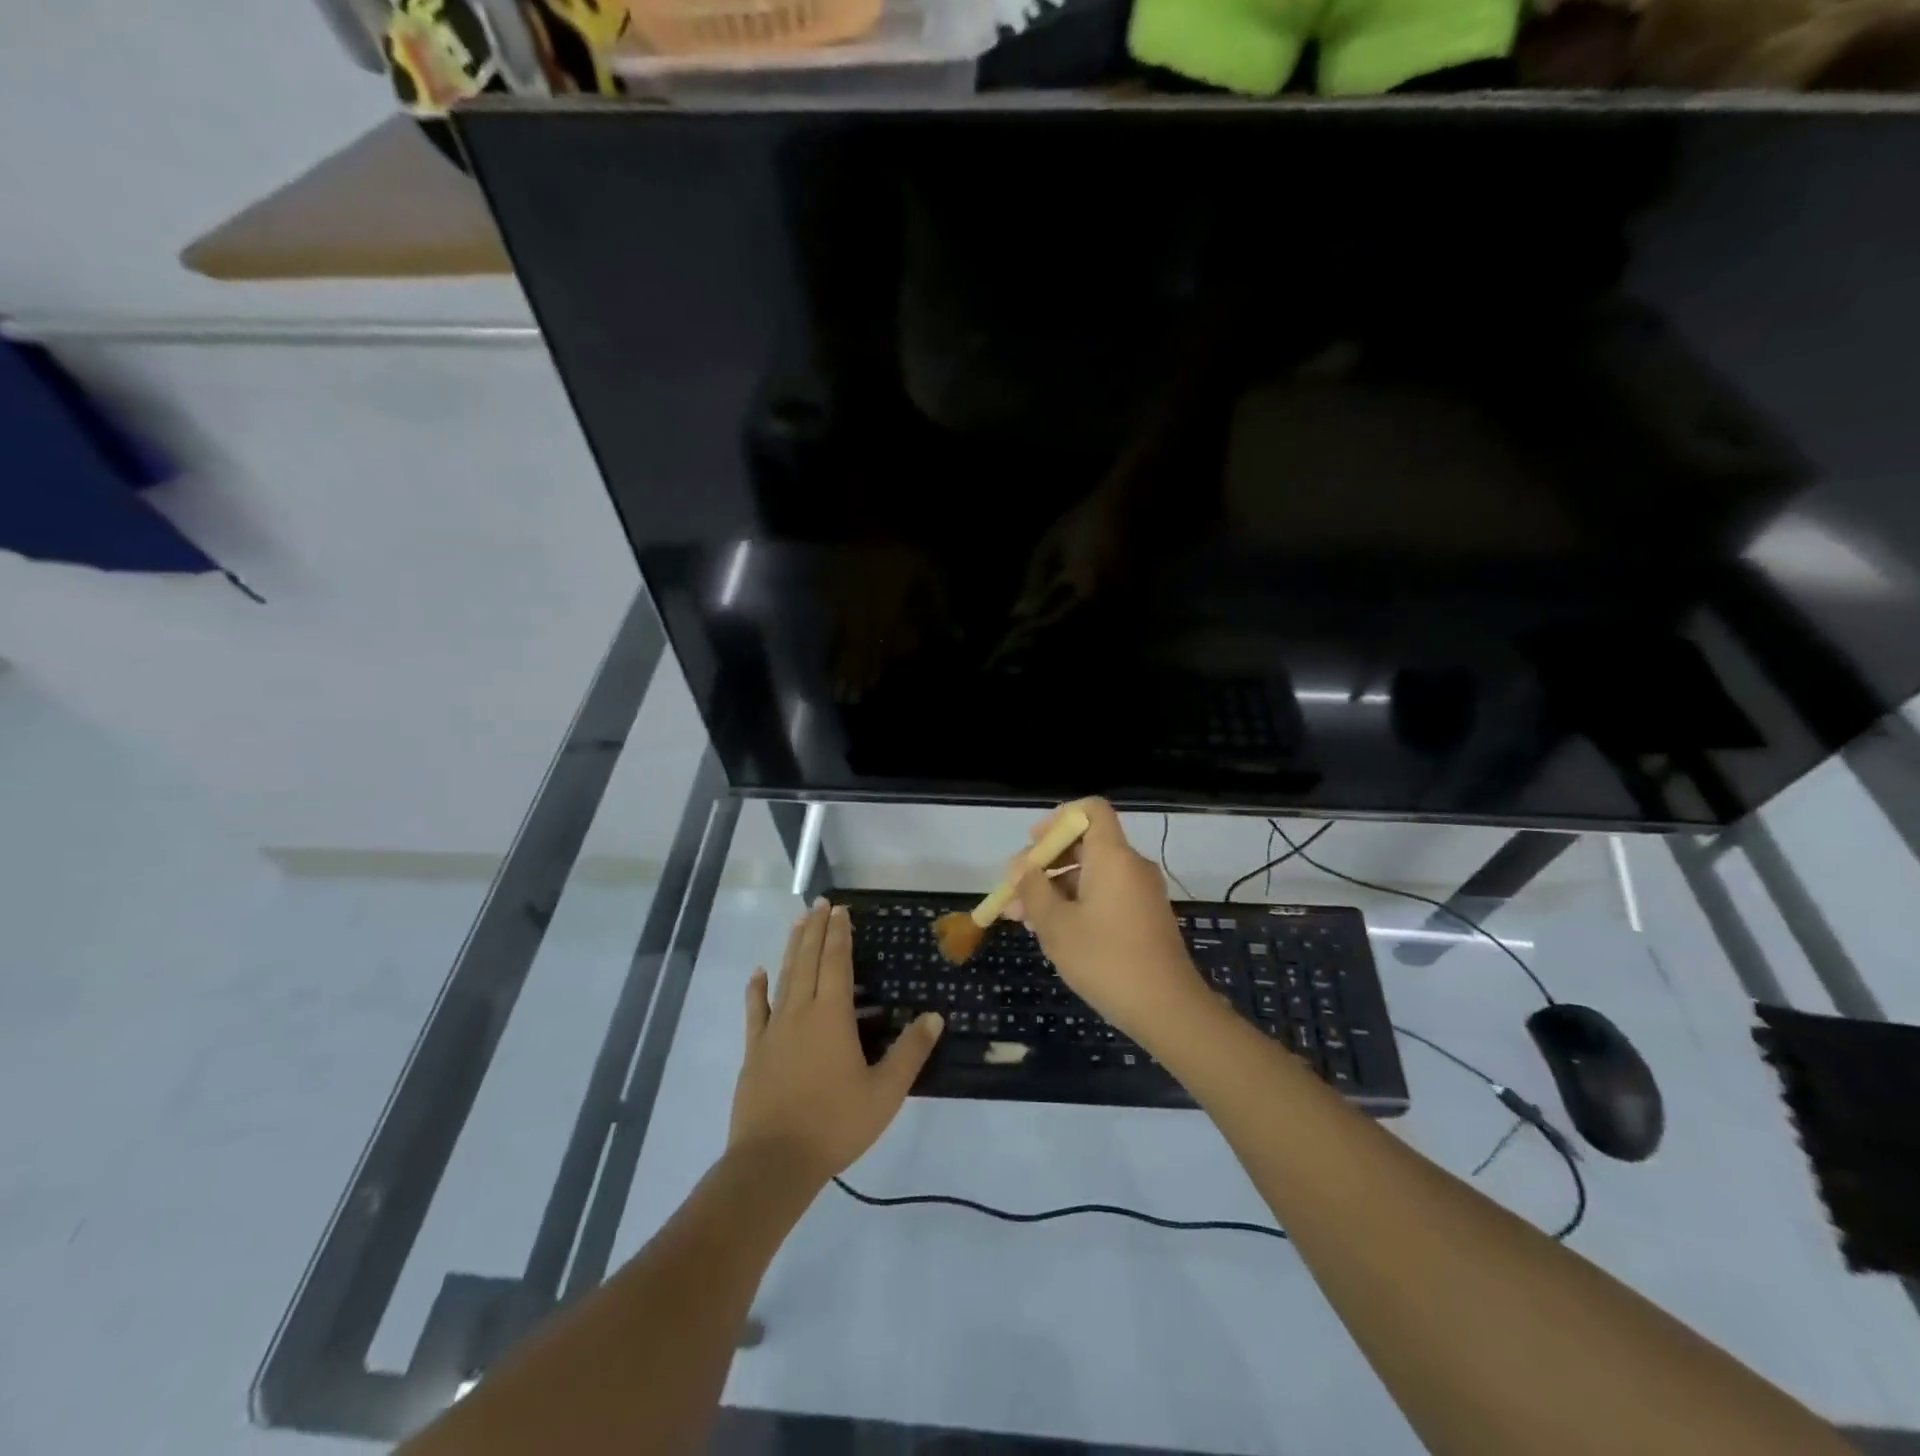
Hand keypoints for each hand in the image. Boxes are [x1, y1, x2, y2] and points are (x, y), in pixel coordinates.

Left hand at [730, 899, 943, 1184]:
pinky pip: (755, 1010)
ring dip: (792, 948)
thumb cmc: (835, 1123)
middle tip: (819, 903)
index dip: (839, 934)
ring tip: (797, 923)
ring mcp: (772, 1029)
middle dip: (815, 929)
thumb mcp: (885, 1092)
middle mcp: (800, 1012)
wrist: (774, 1161)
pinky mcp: (754, 1050)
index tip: (840, 910)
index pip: (836, 962)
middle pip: (807, 960)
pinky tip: (758, 973)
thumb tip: (934, 1016)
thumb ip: (910, 1052)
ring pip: (783, 977)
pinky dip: (757, 988)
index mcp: (832, 1016)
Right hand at [1007, 799, 1207, 1045]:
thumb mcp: (1056, 925)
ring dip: (1056, 888)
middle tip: (1015, 890)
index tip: (1033, 845)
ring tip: (1023, 918)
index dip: (1059, 819)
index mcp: (1112, 856)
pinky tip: (1052, 931)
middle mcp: (1130, 866)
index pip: (1091, 810)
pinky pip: (1105, 894)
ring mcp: (1140, 892)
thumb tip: (1020, 867)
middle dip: (1046, 862)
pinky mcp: (1144, 917)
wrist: (1167, 1009)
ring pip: (1091, 873)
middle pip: (1085, 843)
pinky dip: (1077, 902)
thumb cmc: (1106, 960)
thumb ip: (1033, 890)